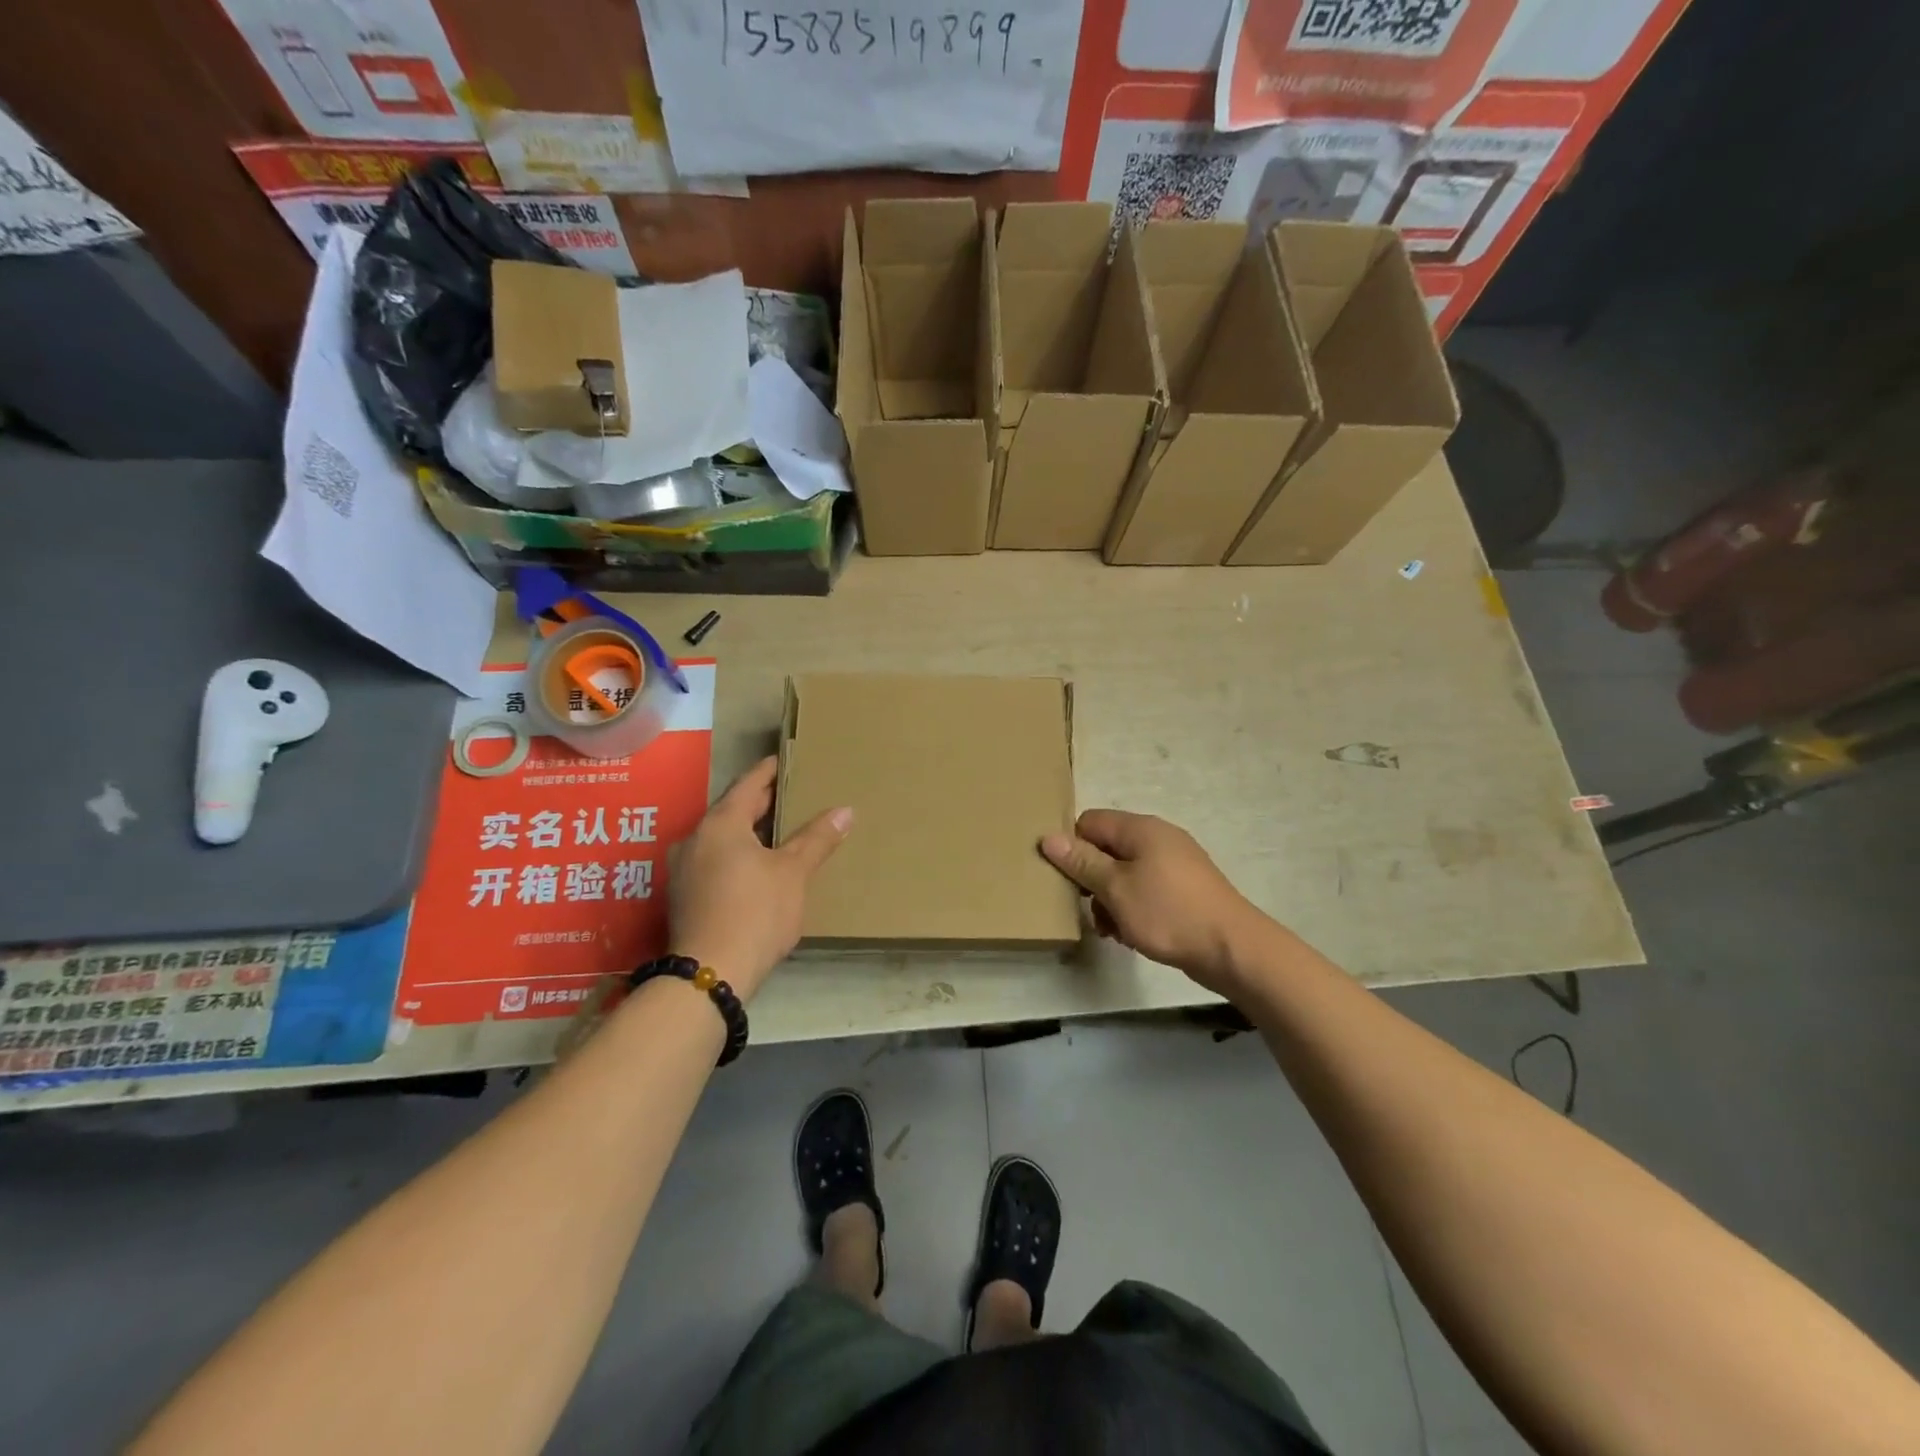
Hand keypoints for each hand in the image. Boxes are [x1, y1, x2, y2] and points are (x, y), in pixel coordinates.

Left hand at [668, 757, 850, 1000]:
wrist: (710, 974)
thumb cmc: (755, 911)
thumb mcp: (793, 873)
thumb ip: (817, 839)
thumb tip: (845, 810)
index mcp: (720, 824)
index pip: (748, 784)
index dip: (769, 771)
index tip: (786, 760)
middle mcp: (695, 839)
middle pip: (732, 810)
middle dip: (761, 803)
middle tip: (791, 795)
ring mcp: (683, 870)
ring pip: (722, 838)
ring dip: (749, 832)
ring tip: (780, 832)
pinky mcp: (683, 897)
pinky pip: (714, 861)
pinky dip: (736, 855)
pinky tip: (758, 868)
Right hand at [1041, 810, 1270, 996]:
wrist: (1232, 949)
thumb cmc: (1168, 913)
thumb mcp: (1115, 889)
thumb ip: (1081, 862)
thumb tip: (1048, 837)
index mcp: (1140, 829)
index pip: (1089, 822)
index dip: (1073, 848)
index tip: (1068, 880)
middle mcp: (1158, 837)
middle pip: (1106, 848)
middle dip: (1091, 879)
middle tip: (1088, 909)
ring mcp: (1174, 862)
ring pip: (1124, 873)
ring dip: (1110, 899)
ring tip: (1111, 929)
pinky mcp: (1184, 888)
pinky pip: (1146, 888)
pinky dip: (1133, 906)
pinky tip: (1131, 933)